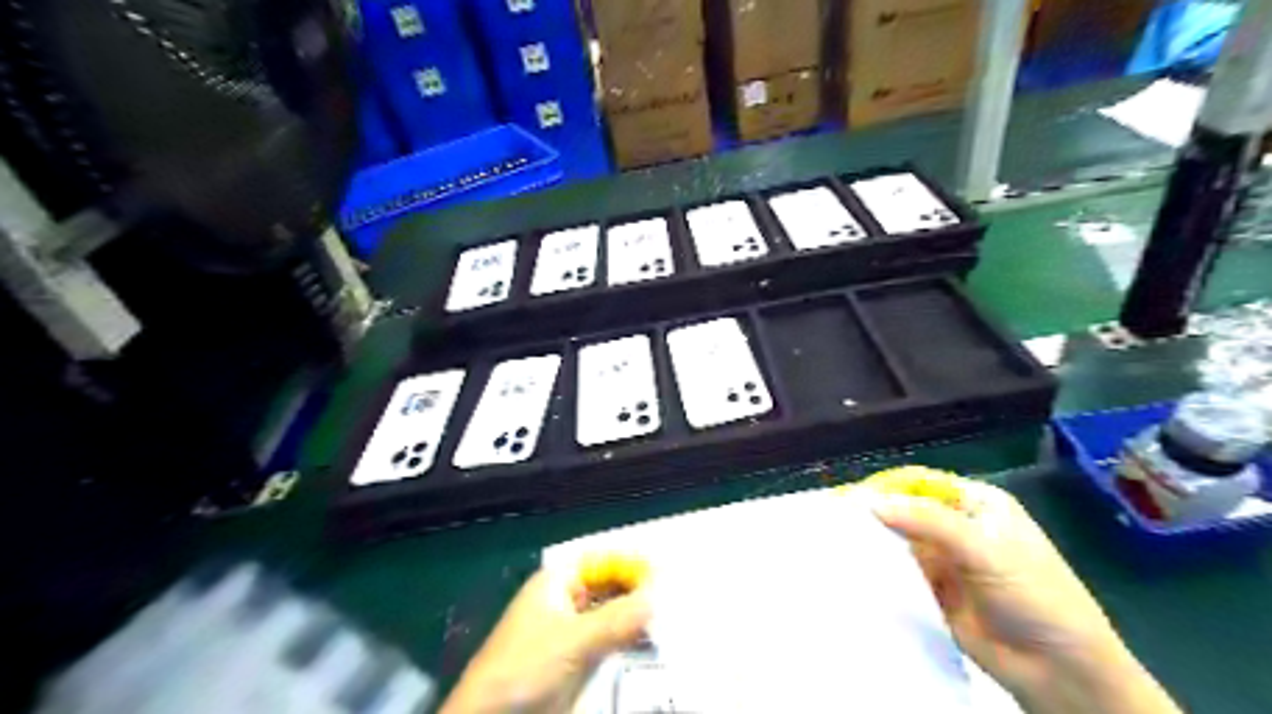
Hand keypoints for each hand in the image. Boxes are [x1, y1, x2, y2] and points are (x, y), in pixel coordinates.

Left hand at [441, 568, 653, 709]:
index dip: (629, 564)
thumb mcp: (575, 640)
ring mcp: (566, 632)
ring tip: (666, 620)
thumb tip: (658, 595)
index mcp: (556, 582)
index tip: (662, 574)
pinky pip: (604, 642)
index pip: (600, 561)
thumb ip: (618, 618)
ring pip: (608, 614)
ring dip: (632, 617)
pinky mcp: (570, 661)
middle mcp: (562, 600)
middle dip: (635, 590)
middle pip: (606, 586)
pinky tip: (645, 644)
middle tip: (671, 598)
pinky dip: (624, 640)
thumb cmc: (527, 666)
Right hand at [866, 477, 1182, 712]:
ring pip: (900, 542)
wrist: (1060, 671)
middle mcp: (957, 525)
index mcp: (977, 504)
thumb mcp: (984, 550)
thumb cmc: (1034, 596)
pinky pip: (901, 573)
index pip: (921, 483)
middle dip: (876, 515)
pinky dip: (880, 571)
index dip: (887, 487)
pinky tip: (853, 570)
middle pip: (907, 511)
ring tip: (835, 544)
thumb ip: (928, 522)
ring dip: (875, 543)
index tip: (848, 497)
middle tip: (834, 521)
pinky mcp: (934, 590)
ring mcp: (945, 559)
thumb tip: (870, 502)